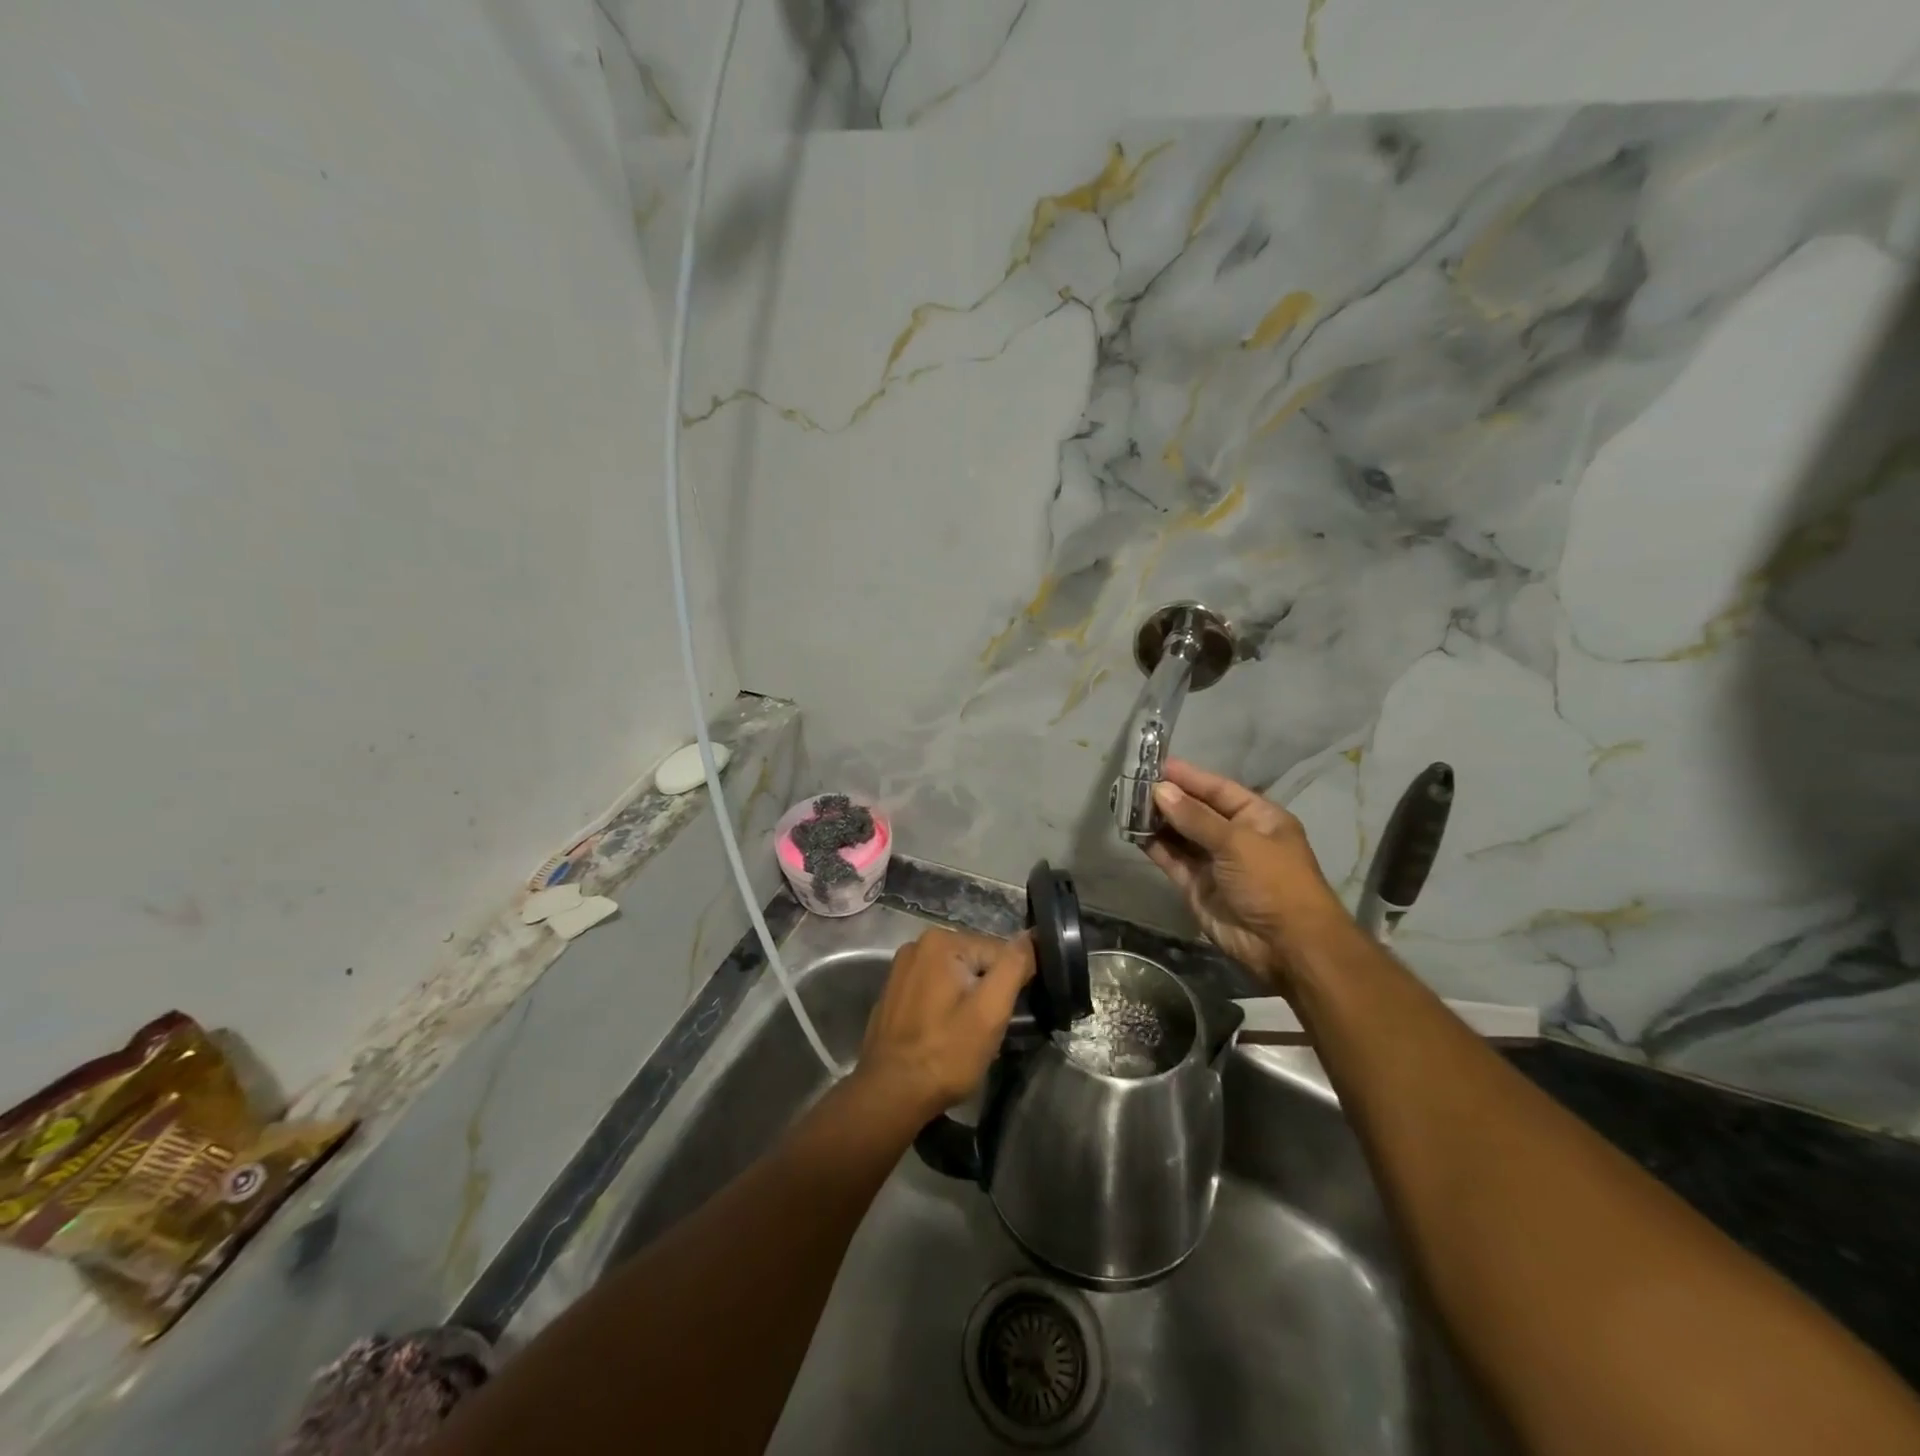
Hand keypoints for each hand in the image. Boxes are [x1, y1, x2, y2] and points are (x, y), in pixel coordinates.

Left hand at [857, 929, 1034, 1115]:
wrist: (890, 1094)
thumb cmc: (946, 1053)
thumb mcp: (991, 1011)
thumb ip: (1014, 967)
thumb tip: (1031, 935)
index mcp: (941, 940)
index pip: (999, 953)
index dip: (1010, 986)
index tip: (1004, 1018)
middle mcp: (918, 943)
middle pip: (976, 962)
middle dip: (987, 992)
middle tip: (985, 1030)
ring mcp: (902, 967)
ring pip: (956, 977)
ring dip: (967, 1000)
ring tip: (965, 1035)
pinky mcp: (894, 991)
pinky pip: (934, 989)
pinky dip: (945, 1006)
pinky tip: (943, 1034)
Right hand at [1142, 758, 1348, 987]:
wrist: (1286, 946)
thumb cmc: (1272, 882)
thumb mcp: (1238, 842)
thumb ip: (1195, 817)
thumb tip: (1160, 790)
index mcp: (1257, 817)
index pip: (1217, 789)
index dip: (1188, 776)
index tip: (1155, 764)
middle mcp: (1235, 836)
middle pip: (1196, 810)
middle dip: (1167, 798)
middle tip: (1132, 783)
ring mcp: (1214, 862)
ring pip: (1180, 834)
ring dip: (1156, 820)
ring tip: (1126, 804)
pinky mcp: (1196, 885)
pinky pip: (1172, 859)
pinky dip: (1153, 846)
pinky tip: (1132, 831)